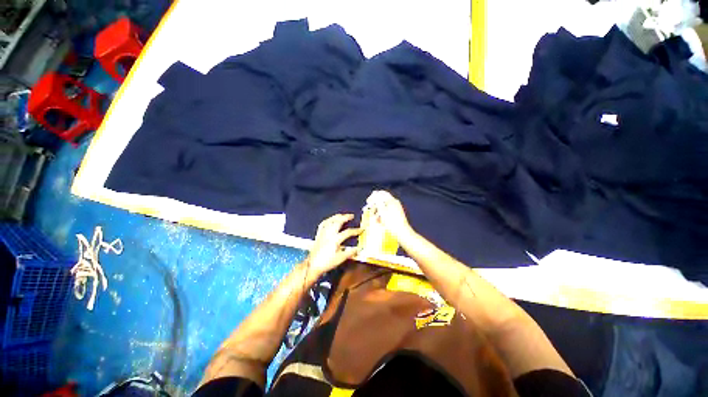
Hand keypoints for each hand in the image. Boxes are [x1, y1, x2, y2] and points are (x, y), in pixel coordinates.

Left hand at [305, 214, 362, 278]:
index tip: (362, 229)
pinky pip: (323, 224)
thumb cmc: (327, 262)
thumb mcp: (340, 258)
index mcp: (335, 239)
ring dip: (337, 216)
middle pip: (338, 221)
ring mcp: (323, 233)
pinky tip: (330, 220)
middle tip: (351, 215)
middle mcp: (329, 233)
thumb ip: (350, 252)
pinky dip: (328, 220)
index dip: (356, 230)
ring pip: (330, 220)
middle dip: (345, 217)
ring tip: (342, 215)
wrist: (312, 265)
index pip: (348, 232)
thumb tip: (359, 249)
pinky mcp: (318, 234)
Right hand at [366, 190, 412, 239]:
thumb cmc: (391, 222)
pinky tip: (379, 220)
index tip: (368, 201)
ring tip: (373, 217)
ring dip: (377, 211)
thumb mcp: (382, 211)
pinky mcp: (397, 214)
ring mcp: (396, 208)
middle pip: (382, 200)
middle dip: (375, 205)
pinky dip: (382, 214)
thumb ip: (378, 201)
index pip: (381, 193)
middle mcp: (395, 203)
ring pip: (384, 207)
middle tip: (369, 210)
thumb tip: (375, 194)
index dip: (373, 196)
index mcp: (392, 200)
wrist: (402, 232)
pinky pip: (387, 212)